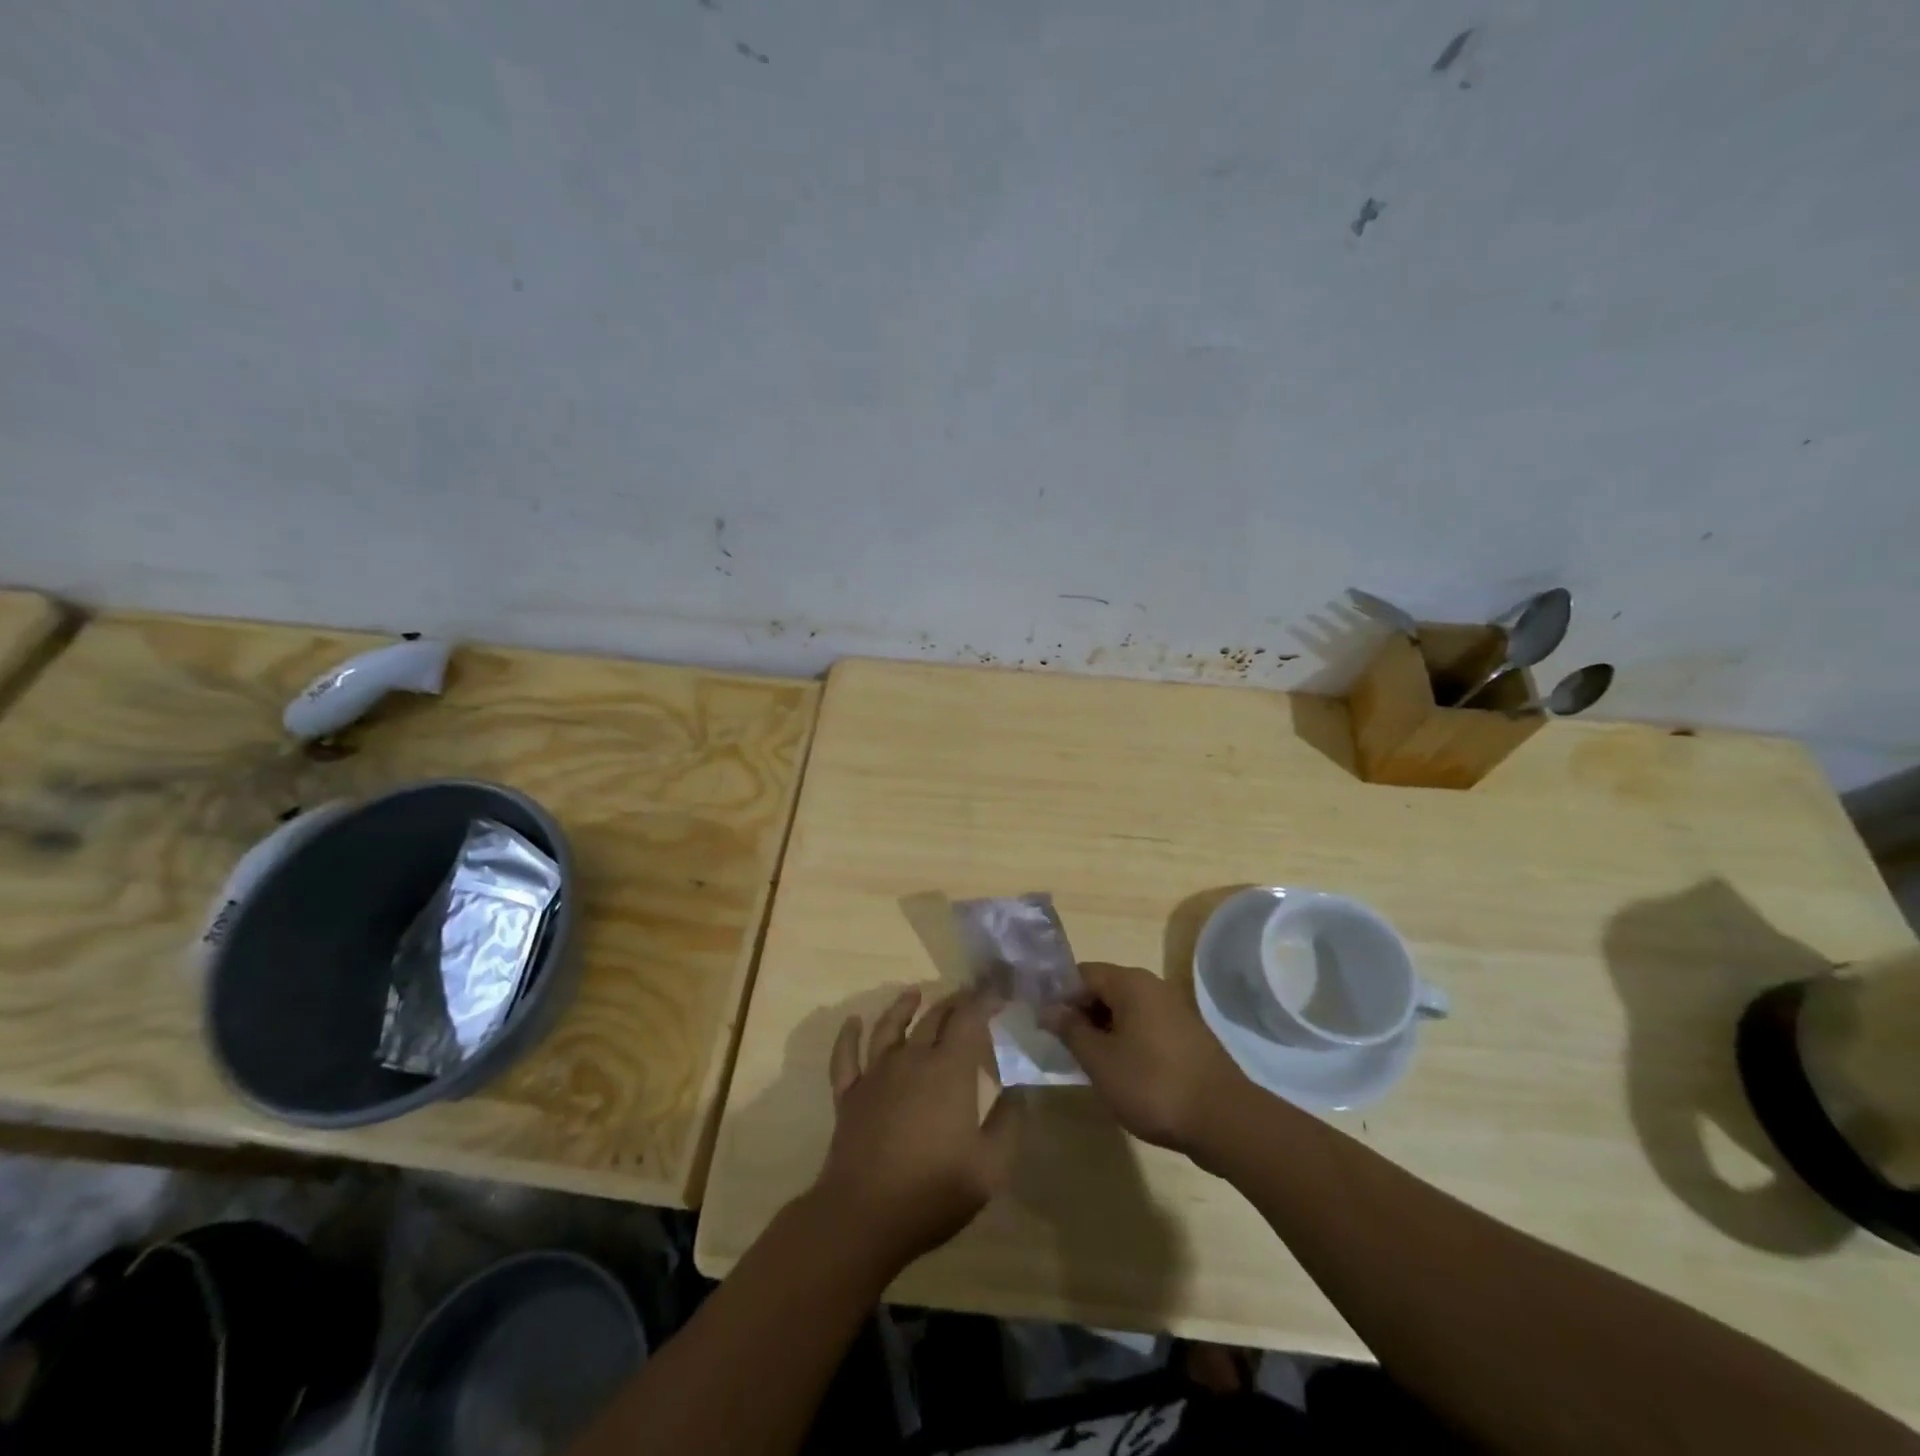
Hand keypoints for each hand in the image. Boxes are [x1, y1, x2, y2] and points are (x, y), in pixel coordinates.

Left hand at [815, 987, 1020, 1267]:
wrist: (863, 1217)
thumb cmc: (933, 1192)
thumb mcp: (990, 1167)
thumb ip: (1008, 1124)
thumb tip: (1017, 1091)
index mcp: (949, 1070)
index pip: (969, 1019)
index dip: (984, 1000)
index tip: (998, 994)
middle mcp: (912, 1060)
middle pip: (933, 1018)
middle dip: (953, 1002)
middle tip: (967, 995)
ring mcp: (875, 1075)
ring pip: (889, 1028)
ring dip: (903, 1006)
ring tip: (914, 992)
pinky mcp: (849, 1095)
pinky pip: (845, 1056)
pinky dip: (848, 1036)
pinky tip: (852, 1022)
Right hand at [1040, 962, 1247, 1156]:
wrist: (1224, 1120)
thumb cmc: (1152, 1084)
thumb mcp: (1099, 1060)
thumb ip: (1070, 1030)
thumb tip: (1048, 1009)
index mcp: (1130, 983)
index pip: (1082, 974)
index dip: (1059, 996)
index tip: (1044, 1025)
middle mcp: (1153, 987)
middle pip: (1104, 989)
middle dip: (1081, 1015)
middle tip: (1063, 1048)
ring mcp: (1174, 1010)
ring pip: (1125, 1011)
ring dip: (1103, 1031)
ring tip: (1089, 1064)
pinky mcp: (1187, 1036)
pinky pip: (1145, 1027)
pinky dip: (1127, 1042)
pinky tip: (1121, 1073)